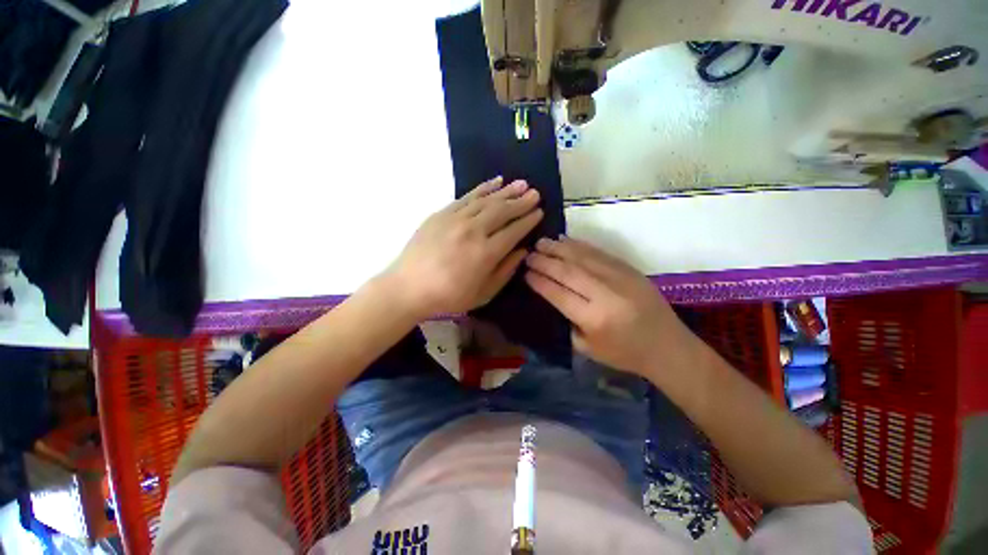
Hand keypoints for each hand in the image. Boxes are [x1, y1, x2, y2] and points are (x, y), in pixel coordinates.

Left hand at [384, 177, 542, 318]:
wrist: (408, 287)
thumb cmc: (448, 296)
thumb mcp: (483, 293)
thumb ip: (506, 270)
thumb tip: (523, 250)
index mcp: (486, 253)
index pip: (514, 231)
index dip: (528, 220)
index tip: (539, 212)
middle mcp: (473, 231)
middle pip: (503, 211)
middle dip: (521, 201)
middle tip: (535, 193)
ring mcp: (456, 219)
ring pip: (487, 200)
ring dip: (506, 191)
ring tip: (521, 184)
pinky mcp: (442, 213)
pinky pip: (467, 196)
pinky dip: (483, 188)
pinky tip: (495, 182)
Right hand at [524, 237, 695, 376]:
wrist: (667, 346)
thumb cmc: (624, 353)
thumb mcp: (587, 347)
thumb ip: (568, 320)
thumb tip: (553, 294)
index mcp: (595, 318)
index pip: (559, 294)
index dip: (540, 282)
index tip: (526, 272)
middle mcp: (607, 294)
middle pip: (568, 272)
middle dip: (545, 261)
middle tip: (529, 255)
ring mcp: (620, 277)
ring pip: (582, 257)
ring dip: (559, 248)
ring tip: (541, 242)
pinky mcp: (629, 269)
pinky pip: (599, 252)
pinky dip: (579, 245)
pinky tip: (565, 240)